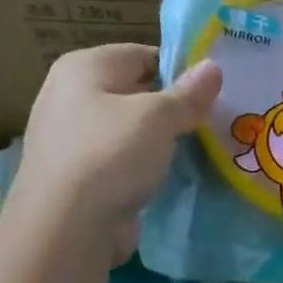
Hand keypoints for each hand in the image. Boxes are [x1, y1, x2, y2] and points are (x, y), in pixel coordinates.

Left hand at [7, 45, 221, 263]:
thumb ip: (189, 93)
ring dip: (162, 137)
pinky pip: (123, 157)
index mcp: (84, 67)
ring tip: (202, 147)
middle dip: (174, 105)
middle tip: (216, 119)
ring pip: (131, 127)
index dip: (181, 70)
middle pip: (137, 91)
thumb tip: (214, 67)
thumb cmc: (111, 155)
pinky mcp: (80, 173)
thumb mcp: (159, 118)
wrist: (66, 227)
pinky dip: (146, 163)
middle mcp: (71, 94)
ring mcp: (73, 136)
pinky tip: (171, 174)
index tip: (215, 92)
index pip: (144, 55)